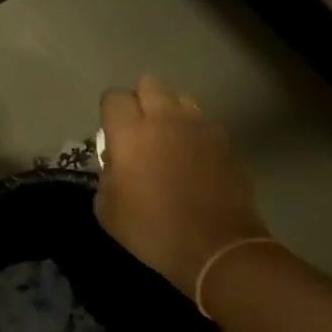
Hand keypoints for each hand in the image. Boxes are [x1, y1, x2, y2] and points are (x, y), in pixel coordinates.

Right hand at [95, 76, 269, 296]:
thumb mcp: (107, 209)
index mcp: (129, 133)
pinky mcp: (226, 141)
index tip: (110, 131)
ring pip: (181, 98)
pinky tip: (193, 155)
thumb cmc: (151, 229)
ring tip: (168, 137)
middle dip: (140, 99)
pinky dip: (195, 131)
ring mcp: (199, 127)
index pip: (113, 97)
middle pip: (149, 84)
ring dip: (170, 111)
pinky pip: (205, 122)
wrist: (216, 247)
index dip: (109, 111)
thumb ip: (106, 175)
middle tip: (138, 128)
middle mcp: (164, 119)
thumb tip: (116, 162)